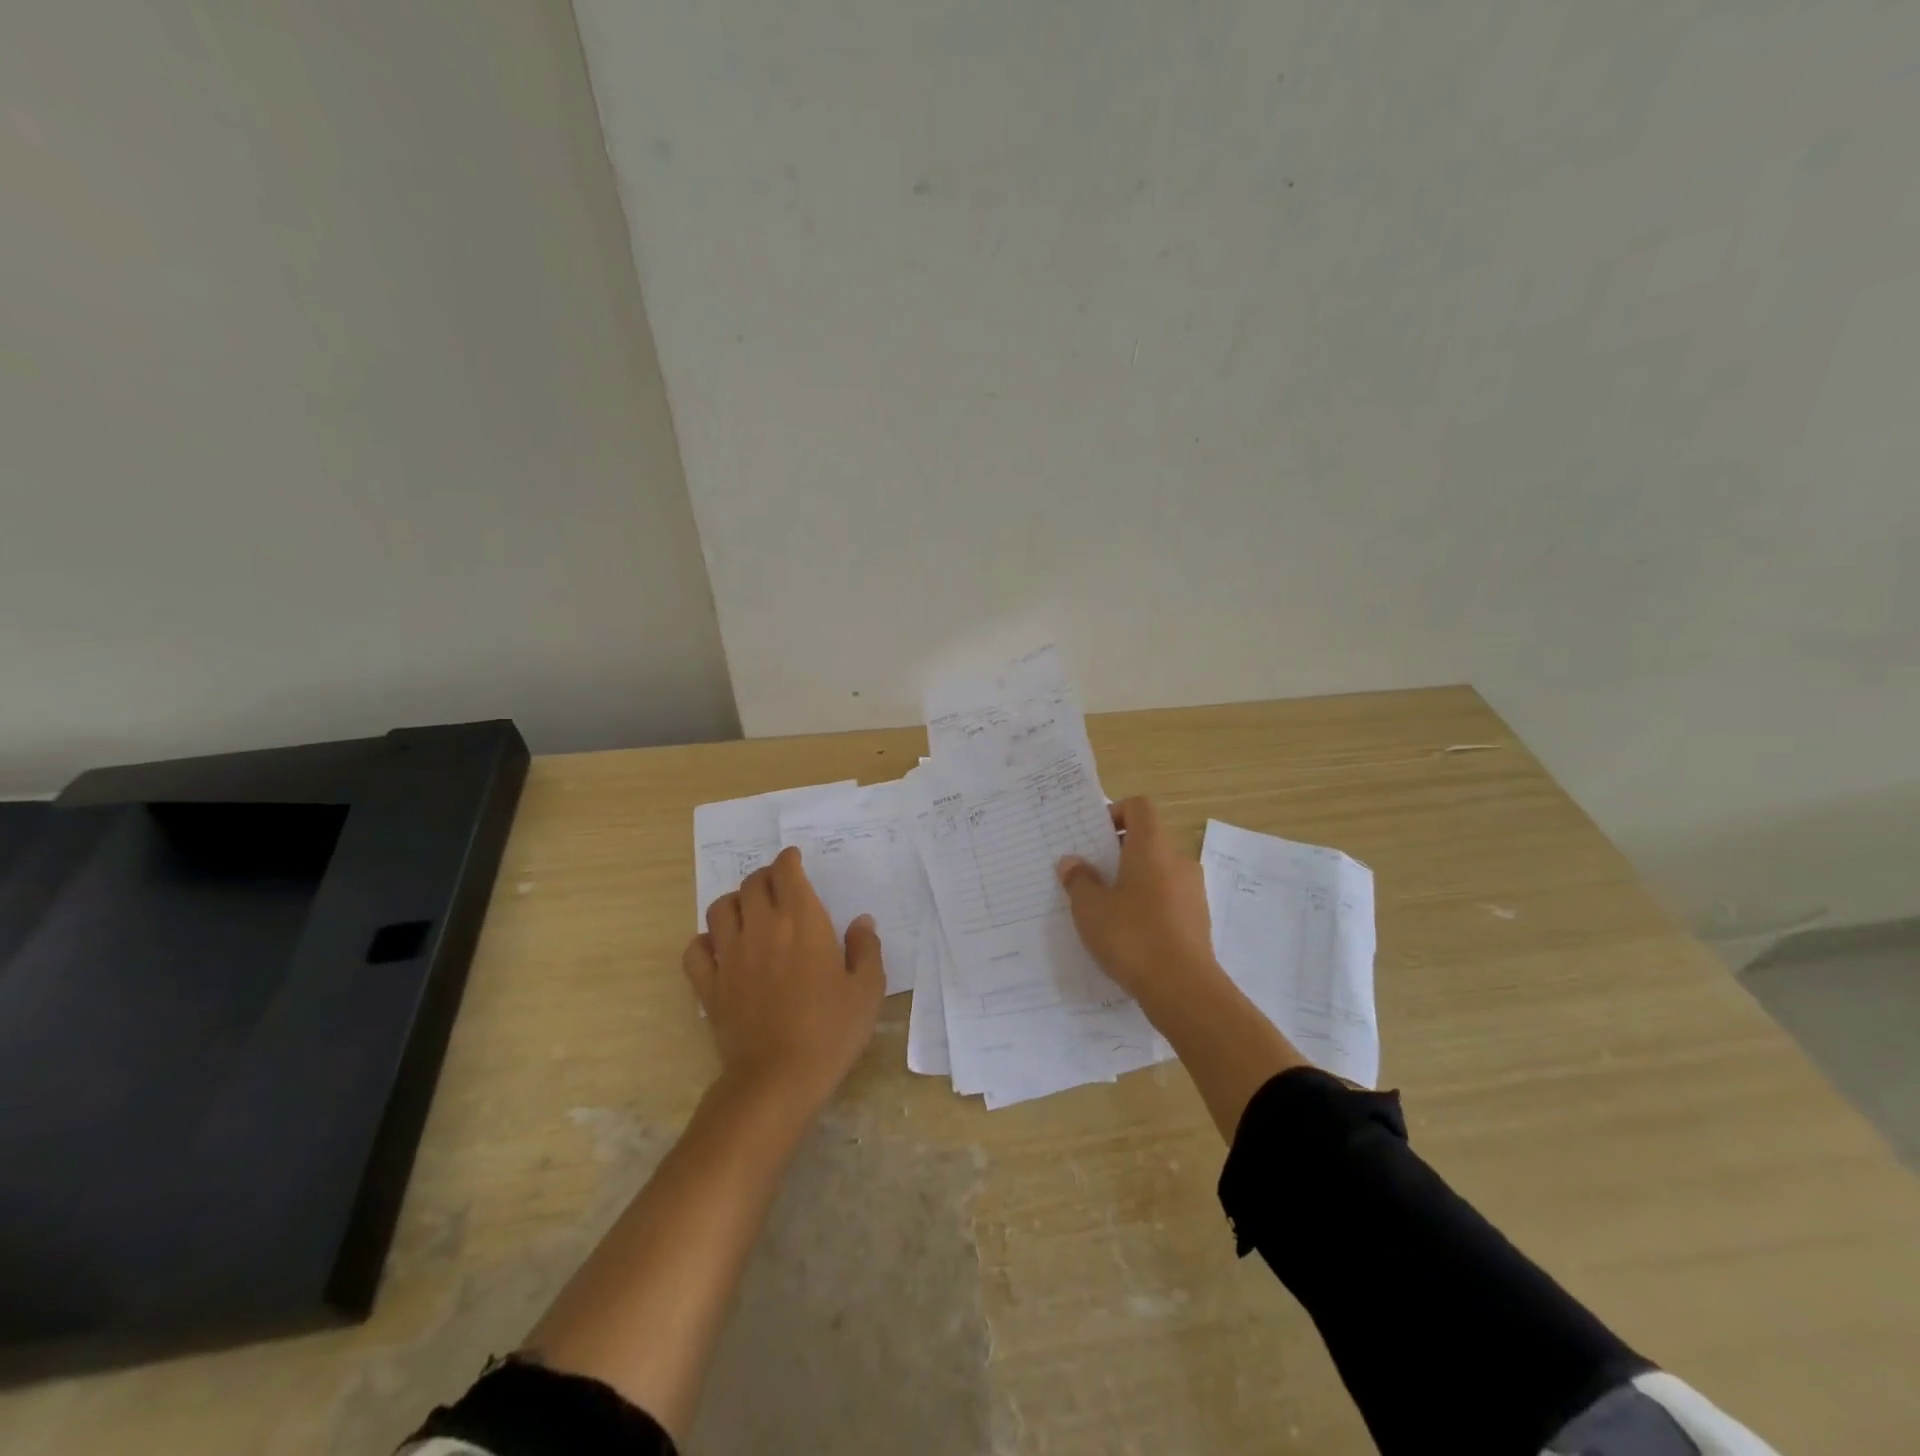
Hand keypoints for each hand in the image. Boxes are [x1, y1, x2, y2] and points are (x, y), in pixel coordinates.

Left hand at [684, 847, 884, 1109]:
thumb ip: (866, 950)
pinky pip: (695, 949)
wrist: (777, 1079)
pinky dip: (705, 941)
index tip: (794, 859)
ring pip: (720, 909)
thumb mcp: (867, 991)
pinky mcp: (709, 985)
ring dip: (734, 902)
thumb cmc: (830, 1031)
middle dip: (764, 877)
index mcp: (802, 922)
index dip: (789, 859)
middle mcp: (761, 928)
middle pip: (752, 884)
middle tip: (777, 886)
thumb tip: (861, 923)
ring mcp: (730, 956)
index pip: (786, 872)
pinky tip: (719, 948)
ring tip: (747, 911)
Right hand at [1057, 796, 1225, 1014]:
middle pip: (1147, 840)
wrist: (1183, 989)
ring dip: (1133, 881)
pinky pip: (1168, 898)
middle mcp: (1178, 860)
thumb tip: (1072, 862)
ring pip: (1158, 871)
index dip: (1115, 813)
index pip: (1139, 807)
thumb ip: (1079, 880)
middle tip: (1091, 875)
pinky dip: (1149, 905)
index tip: (1094, 838)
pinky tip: (1129, 934)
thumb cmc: (1132, 936)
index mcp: (1152, 847)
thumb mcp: (1090, 908)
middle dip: (1118, 853)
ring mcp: (1193, 890)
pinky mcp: (1197, 919)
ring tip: (1106, 908)